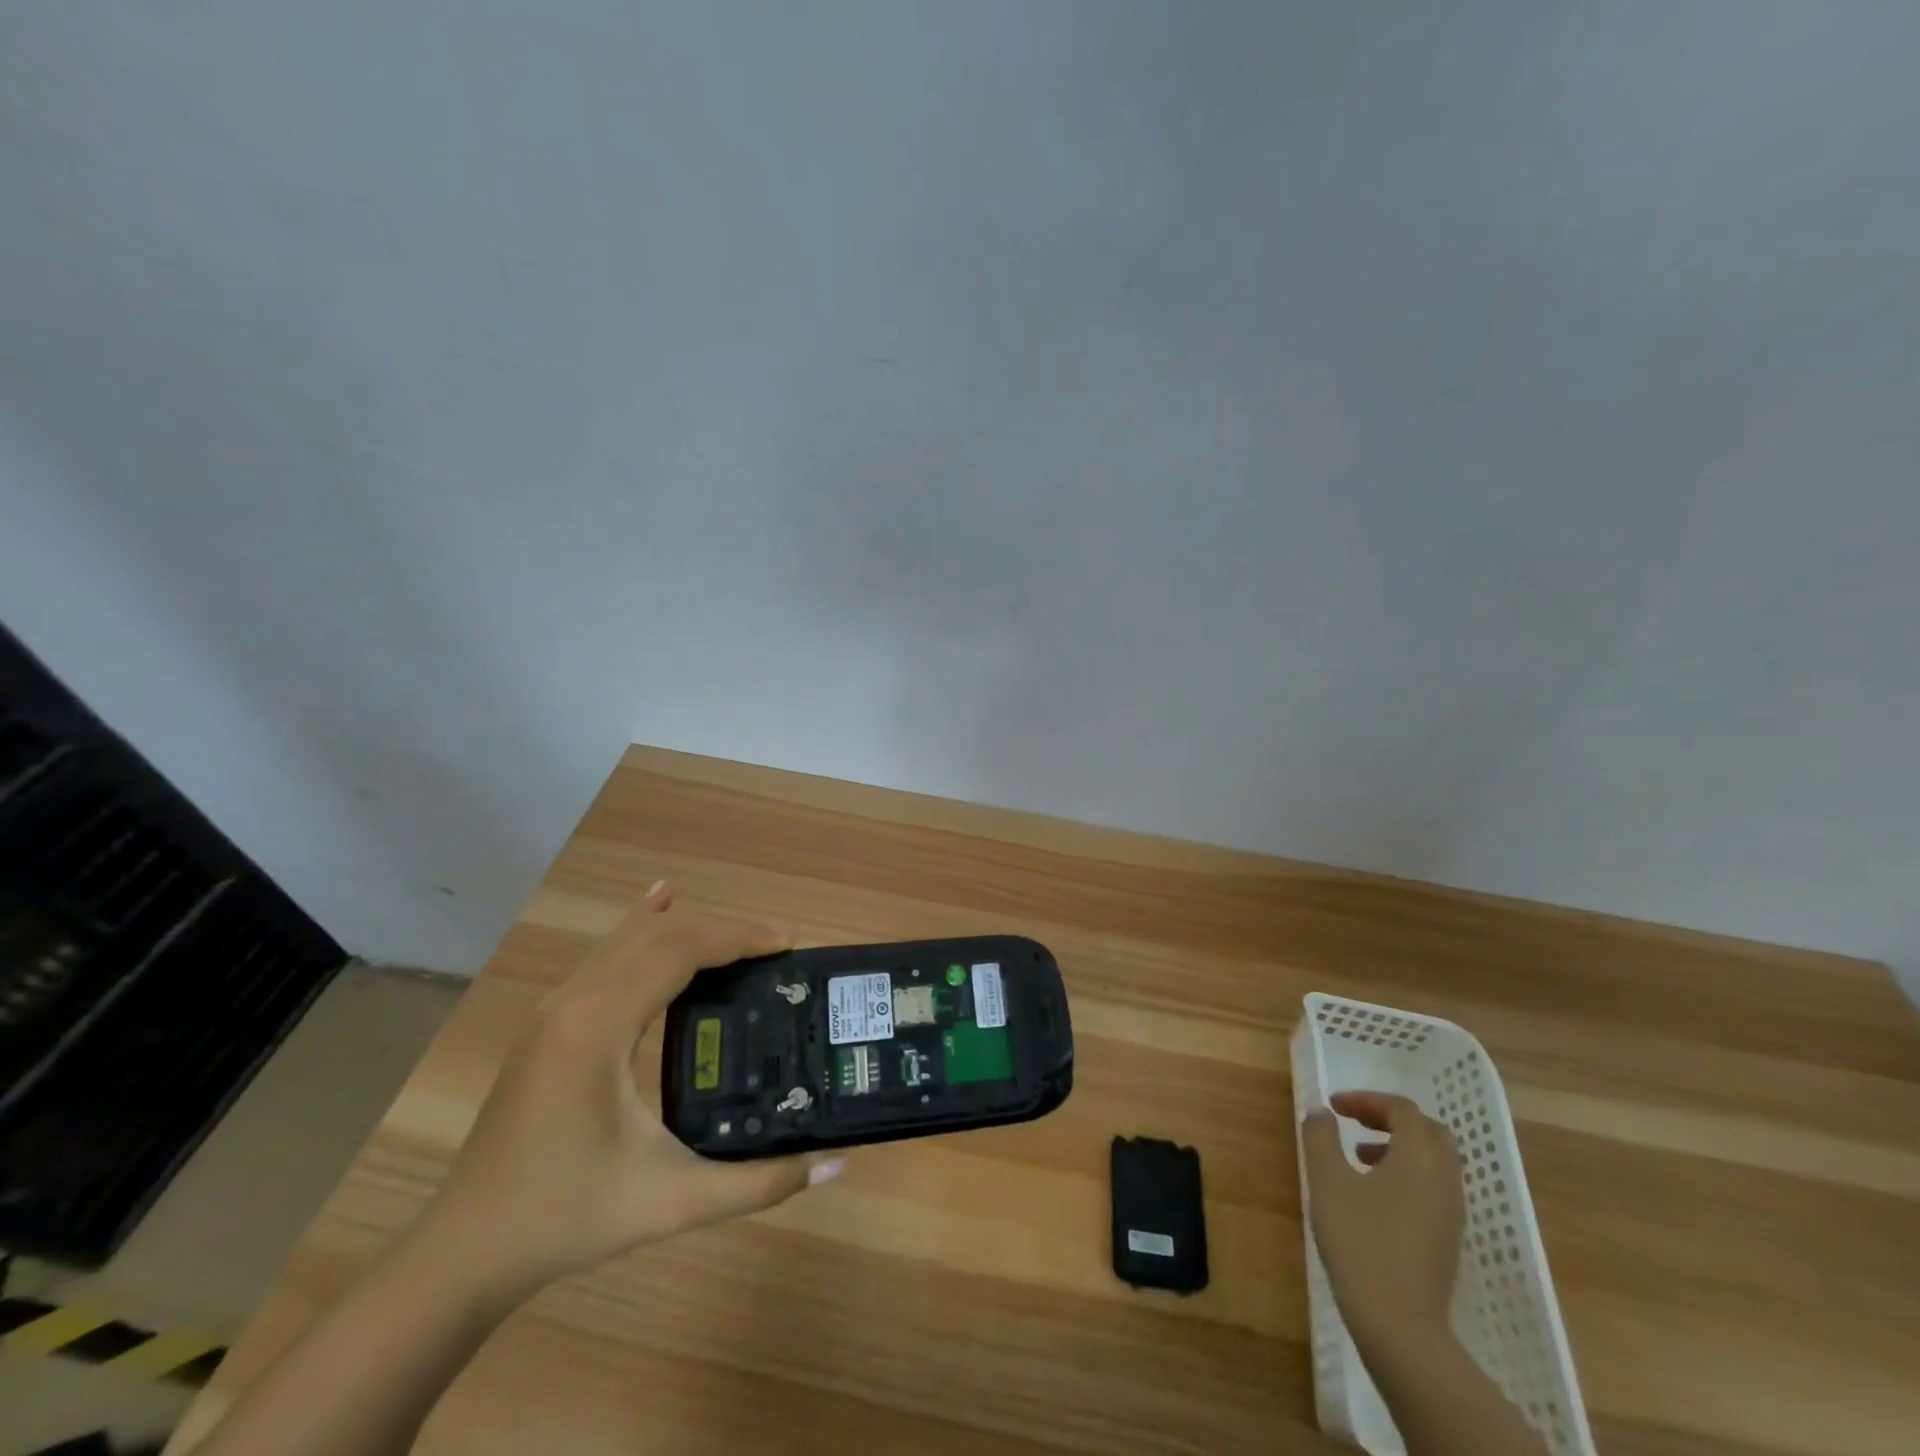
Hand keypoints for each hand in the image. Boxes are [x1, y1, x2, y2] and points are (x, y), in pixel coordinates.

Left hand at [414, 882, 844, 1308]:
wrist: (464, 1253)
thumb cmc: (567, 1220)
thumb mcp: (672, 1202)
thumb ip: (759, 1184)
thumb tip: (836, 1167)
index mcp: (598, 1028)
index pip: (679, 951)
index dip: (736, 938)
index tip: (785, 946)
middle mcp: (573, 1002)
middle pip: (658, 935)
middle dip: (720, 932)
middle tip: (773, 950)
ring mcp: (554, 1008)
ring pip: (629, 938)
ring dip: (687, 928)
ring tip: (738, 938)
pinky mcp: (549, 1022)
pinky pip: (605, 954)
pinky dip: (641, 926)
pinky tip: (659, 900)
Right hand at [1301, 1091, 1464, 1356]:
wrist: (1399, 1324)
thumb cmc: (1359, 1241)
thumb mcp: (1327, 1180)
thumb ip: (1321, 1137)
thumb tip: (1322, 1113)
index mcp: (1419, 1157)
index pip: (1402, 1110)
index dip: (1367, 1100)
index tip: (1334, 1106)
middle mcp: (1444, 1179)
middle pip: (1429, 1131)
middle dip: (1390, 1119)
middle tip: (1355, 1123)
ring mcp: (1451, 1213)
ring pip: (1435, 1161)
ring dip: (1399, 1147)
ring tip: (1359, 1157)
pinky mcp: (1448, 1239)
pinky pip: (1434, 1188)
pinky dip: (1407, 1174)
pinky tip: (1374, 1195)